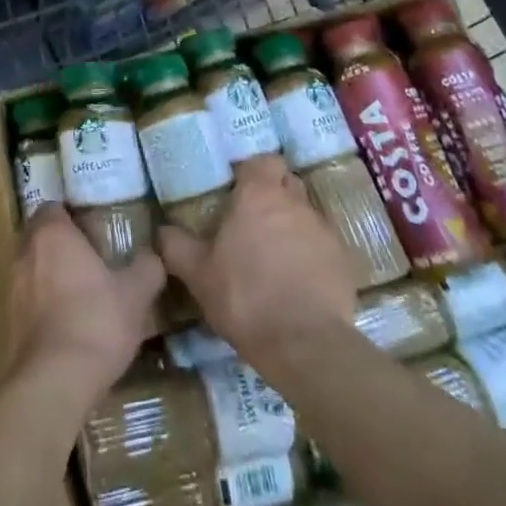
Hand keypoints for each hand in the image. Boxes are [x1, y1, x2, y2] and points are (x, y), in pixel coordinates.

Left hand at [9, 205, 163, 398]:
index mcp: (52, 233)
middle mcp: (26, 252)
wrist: (54, 381)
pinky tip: (67, 323)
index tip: (92, 227)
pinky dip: (43, 304)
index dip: (70, 214)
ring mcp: (13, 287)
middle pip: (39, 235)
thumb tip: (154, 255)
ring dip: (49, 274)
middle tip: (89, 257)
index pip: (53, 207)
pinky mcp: (9, 321)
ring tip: (80, 291)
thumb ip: (147, 268)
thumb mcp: (135, 293)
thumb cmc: (96, 321)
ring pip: (31, 268)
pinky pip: (28, 300)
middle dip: (59, 243)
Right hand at [157, 157, 356, 369]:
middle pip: (287, 183)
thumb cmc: (244, 296)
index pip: (263, 160)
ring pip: (306, 214)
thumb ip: (176, 246)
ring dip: (293, 226)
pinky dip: (312, 255)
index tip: (239, 190)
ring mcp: (323, 230)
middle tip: (254, 221)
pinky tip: (300, 282)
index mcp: (258, 194)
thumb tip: (162, 230)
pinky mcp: (343, 261)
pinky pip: (323, 246)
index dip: (253, 171)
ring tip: (277, 256)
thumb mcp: (197, 273)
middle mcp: (294, 202)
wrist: (304, 345)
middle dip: (274, 194)